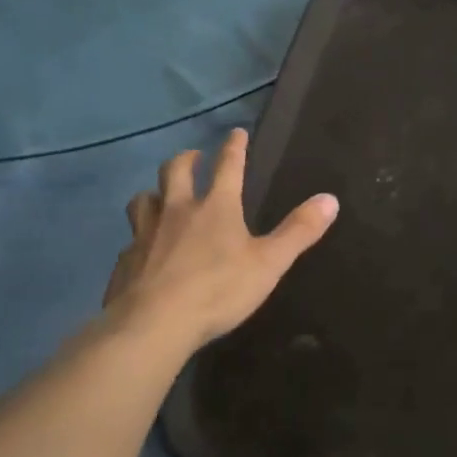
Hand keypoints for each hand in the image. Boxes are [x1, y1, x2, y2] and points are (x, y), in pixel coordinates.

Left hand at [102, 129, 338, 351]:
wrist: (153, 323)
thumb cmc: (218, 290)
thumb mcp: (269, 263)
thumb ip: (299, 231)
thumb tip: (330, 199)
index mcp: (215, 207)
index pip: (227, 166)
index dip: (234, 148)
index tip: (235, 133)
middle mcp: (177, 211)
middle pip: (176, 171)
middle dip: (187, 159)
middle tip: (194, 157)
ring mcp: (145, 234)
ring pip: (144, 200)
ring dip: (154, 193)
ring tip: (160, 196)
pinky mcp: (126, 260)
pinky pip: (131, 240)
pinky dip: (139, 237)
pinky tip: (143, 250)